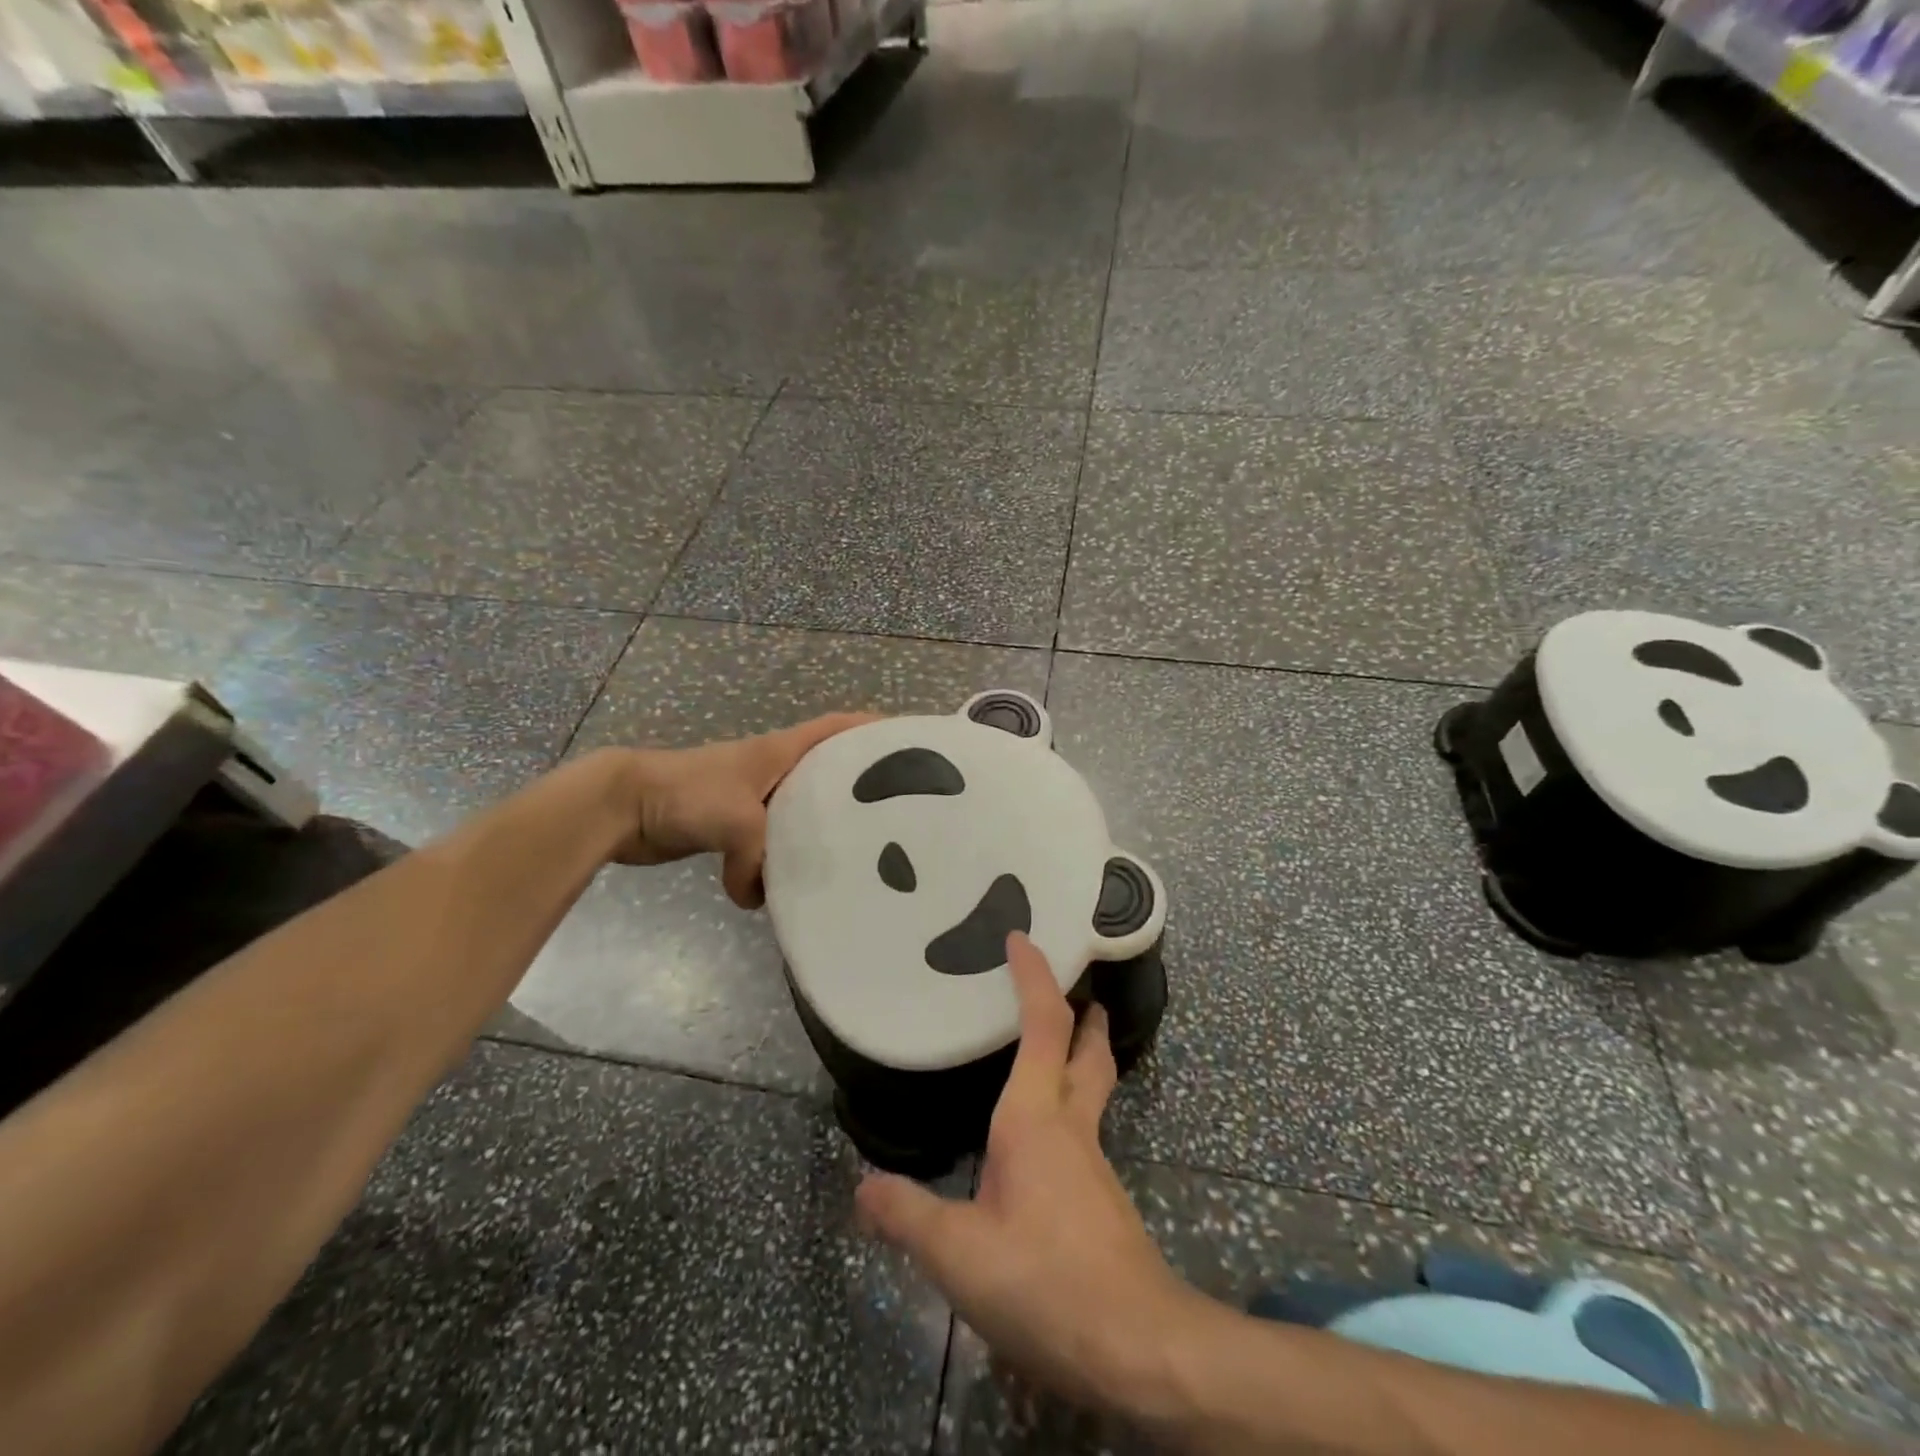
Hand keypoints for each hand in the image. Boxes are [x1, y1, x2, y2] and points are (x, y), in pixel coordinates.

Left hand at [598, 712, 873, 906]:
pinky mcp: (732, 826)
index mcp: (782, 752)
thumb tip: (757, 899)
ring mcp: (752, 799)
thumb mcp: (737, 821)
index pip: (838, 728)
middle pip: (826, 773)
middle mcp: (773, 770)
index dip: (872, 730)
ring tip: (855, 855)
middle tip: (895, 814)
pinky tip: (796, 884)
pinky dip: (781, 861)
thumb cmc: (686, 793)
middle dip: (857, 789)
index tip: (908, 743)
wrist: (623, 807)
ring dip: (818, 832)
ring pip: (798, 814)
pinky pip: (769, 843)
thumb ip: (759, 861)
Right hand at [855, 932, 1190, 1409]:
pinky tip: (1046, 1137)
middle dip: (1084, 1013)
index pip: (1044, 1027)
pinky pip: (1085, 1127)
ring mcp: (1092, 1162)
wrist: (1137, 1346)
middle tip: (1076, 986)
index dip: (1035, 978)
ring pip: (1092, 1088)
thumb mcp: (959, 1254)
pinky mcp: (1101, 1198)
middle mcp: (1071, 1126)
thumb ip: (908, 1215)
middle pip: (1088, 1050)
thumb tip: (862, 1187)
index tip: (1022, 939)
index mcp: (1035, 1118)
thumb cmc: (1046, 1281)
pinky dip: (1071, 1103)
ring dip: (1082, 1056)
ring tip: (1057, 1048)